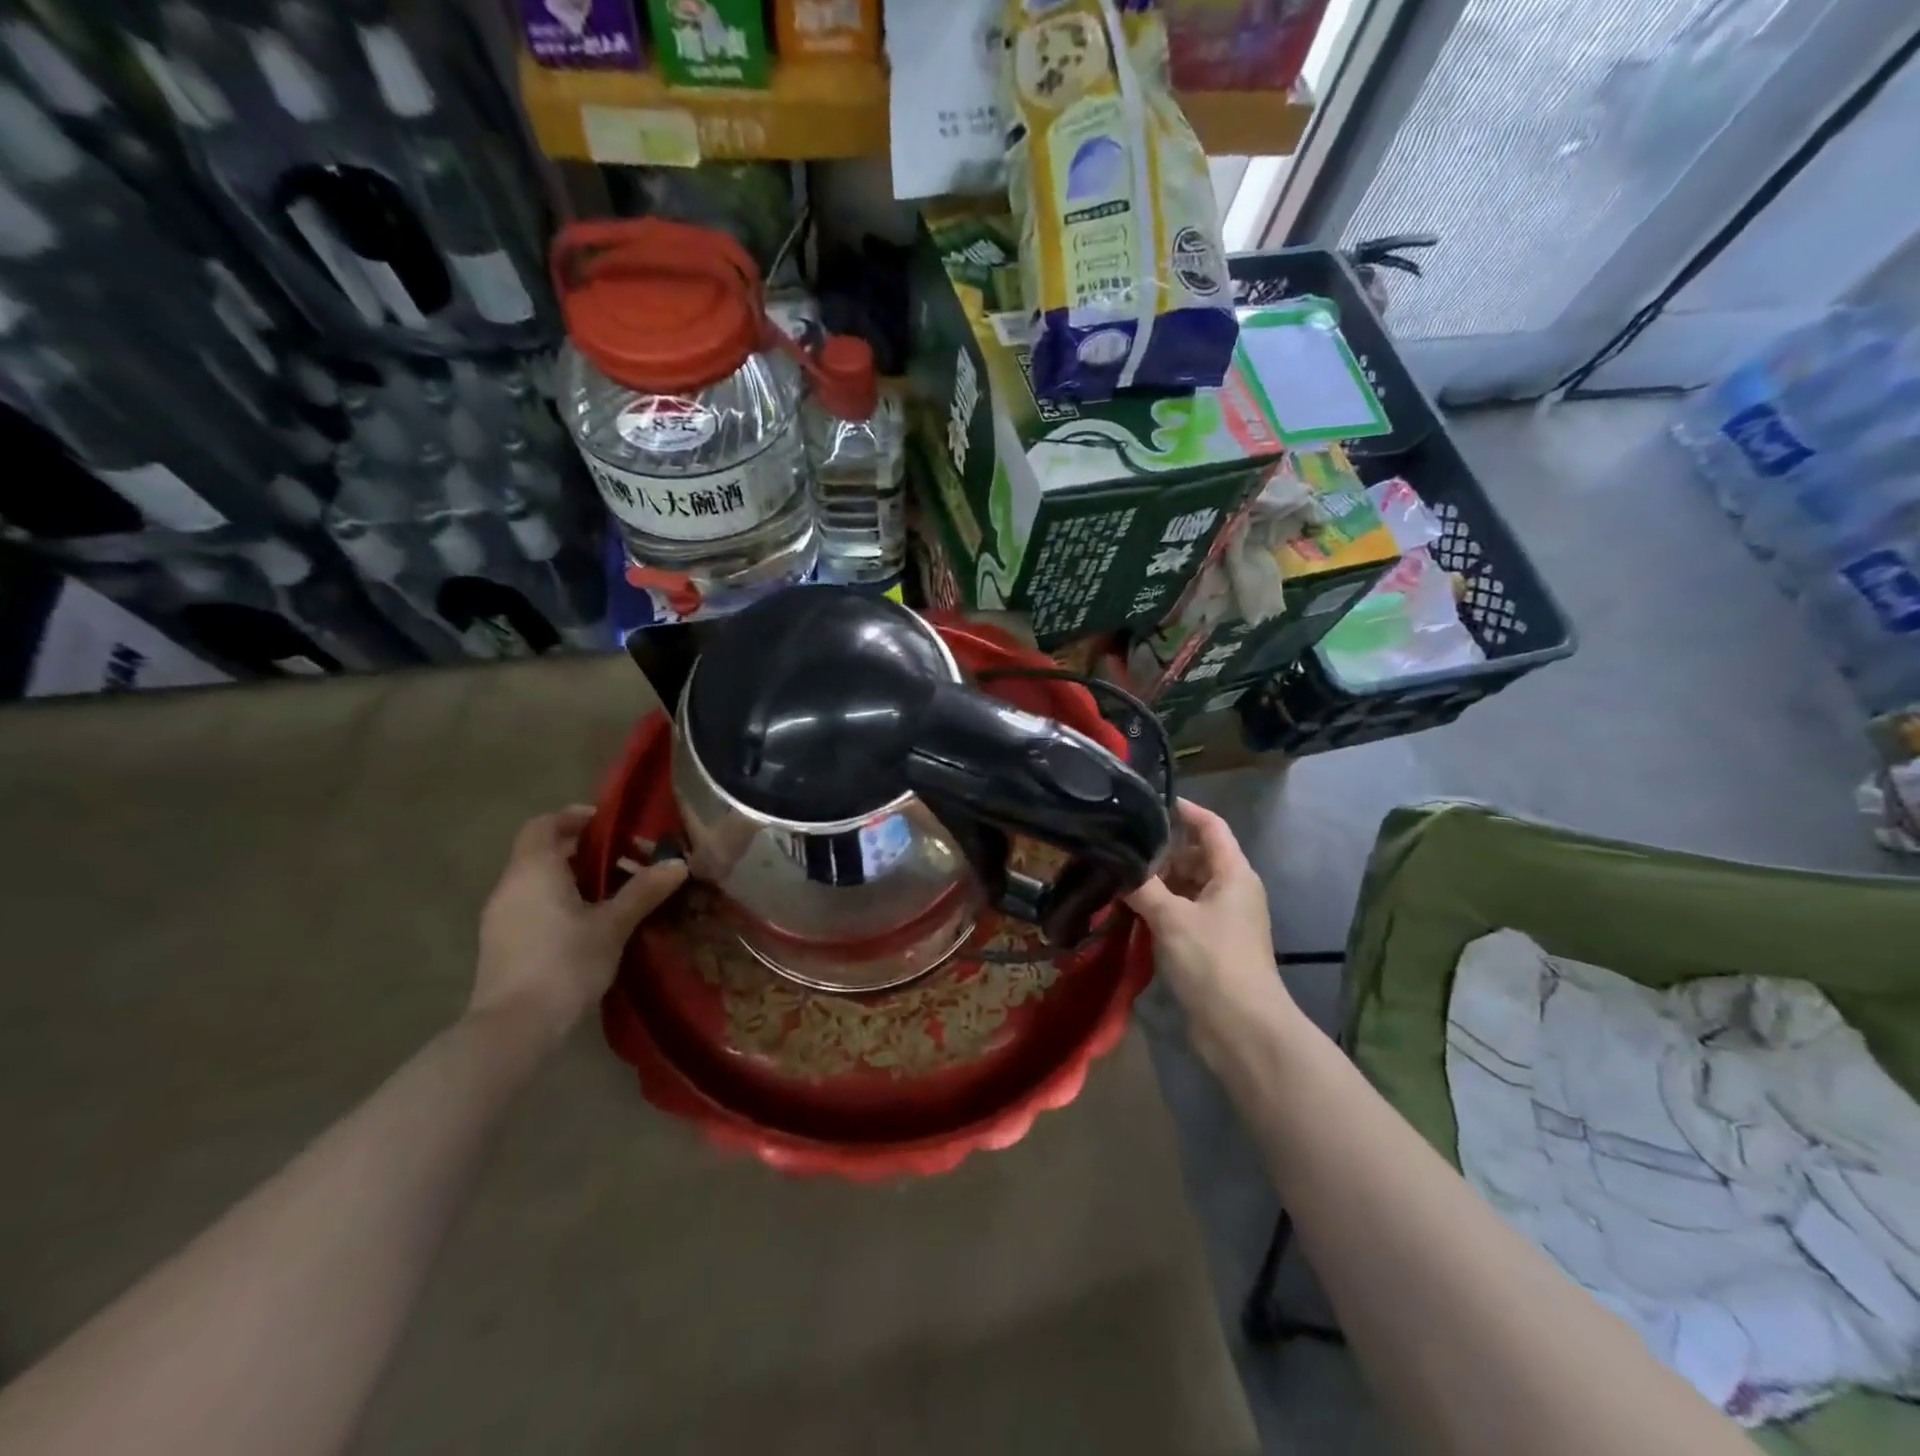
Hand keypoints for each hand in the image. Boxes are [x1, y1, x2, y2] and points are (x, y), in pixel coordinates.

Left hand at [470, 807, 687, 1049]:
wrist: (513, 1029)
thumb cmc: (565, 963)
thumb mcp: (613, 925)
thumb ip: (644, 891)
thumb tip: (678, 863)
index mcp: (534, 870)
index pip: (546, 824)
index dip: (576, 818)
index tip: (612, 827)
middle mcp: (510, 886)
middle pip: (545, 853)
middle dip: (587, 853)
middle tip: (629, 863)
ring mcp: (500, 918)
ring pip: (540, 882)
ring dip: (576, 880)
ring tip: (618, 896)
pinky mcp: (502, 945)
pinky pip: (534, 907)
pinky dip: (562, 903)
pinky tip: (592, 926)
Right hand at [1126, 801, 1292, 1061]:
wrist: (1242, 1028)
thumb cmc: (1212, 961)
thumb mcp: (1171, 918)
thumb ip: (1142, 887)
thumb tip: (1114, 862)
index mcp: (1233, 873)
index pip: (1211, 826)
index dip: (1184, 809)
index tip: (1149, 800)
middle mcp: (1232, 889)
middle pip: (1196, 855)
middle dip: (1162, 849)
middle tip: (1122, 841)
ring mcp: (1223, 918)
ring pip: (1187, 885)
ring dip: (1158, 880)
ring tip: (1118, 872)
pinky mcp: (1211, 943)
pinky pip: (1184, 911)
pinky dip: (1161, 905)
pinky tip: (1130, 907)